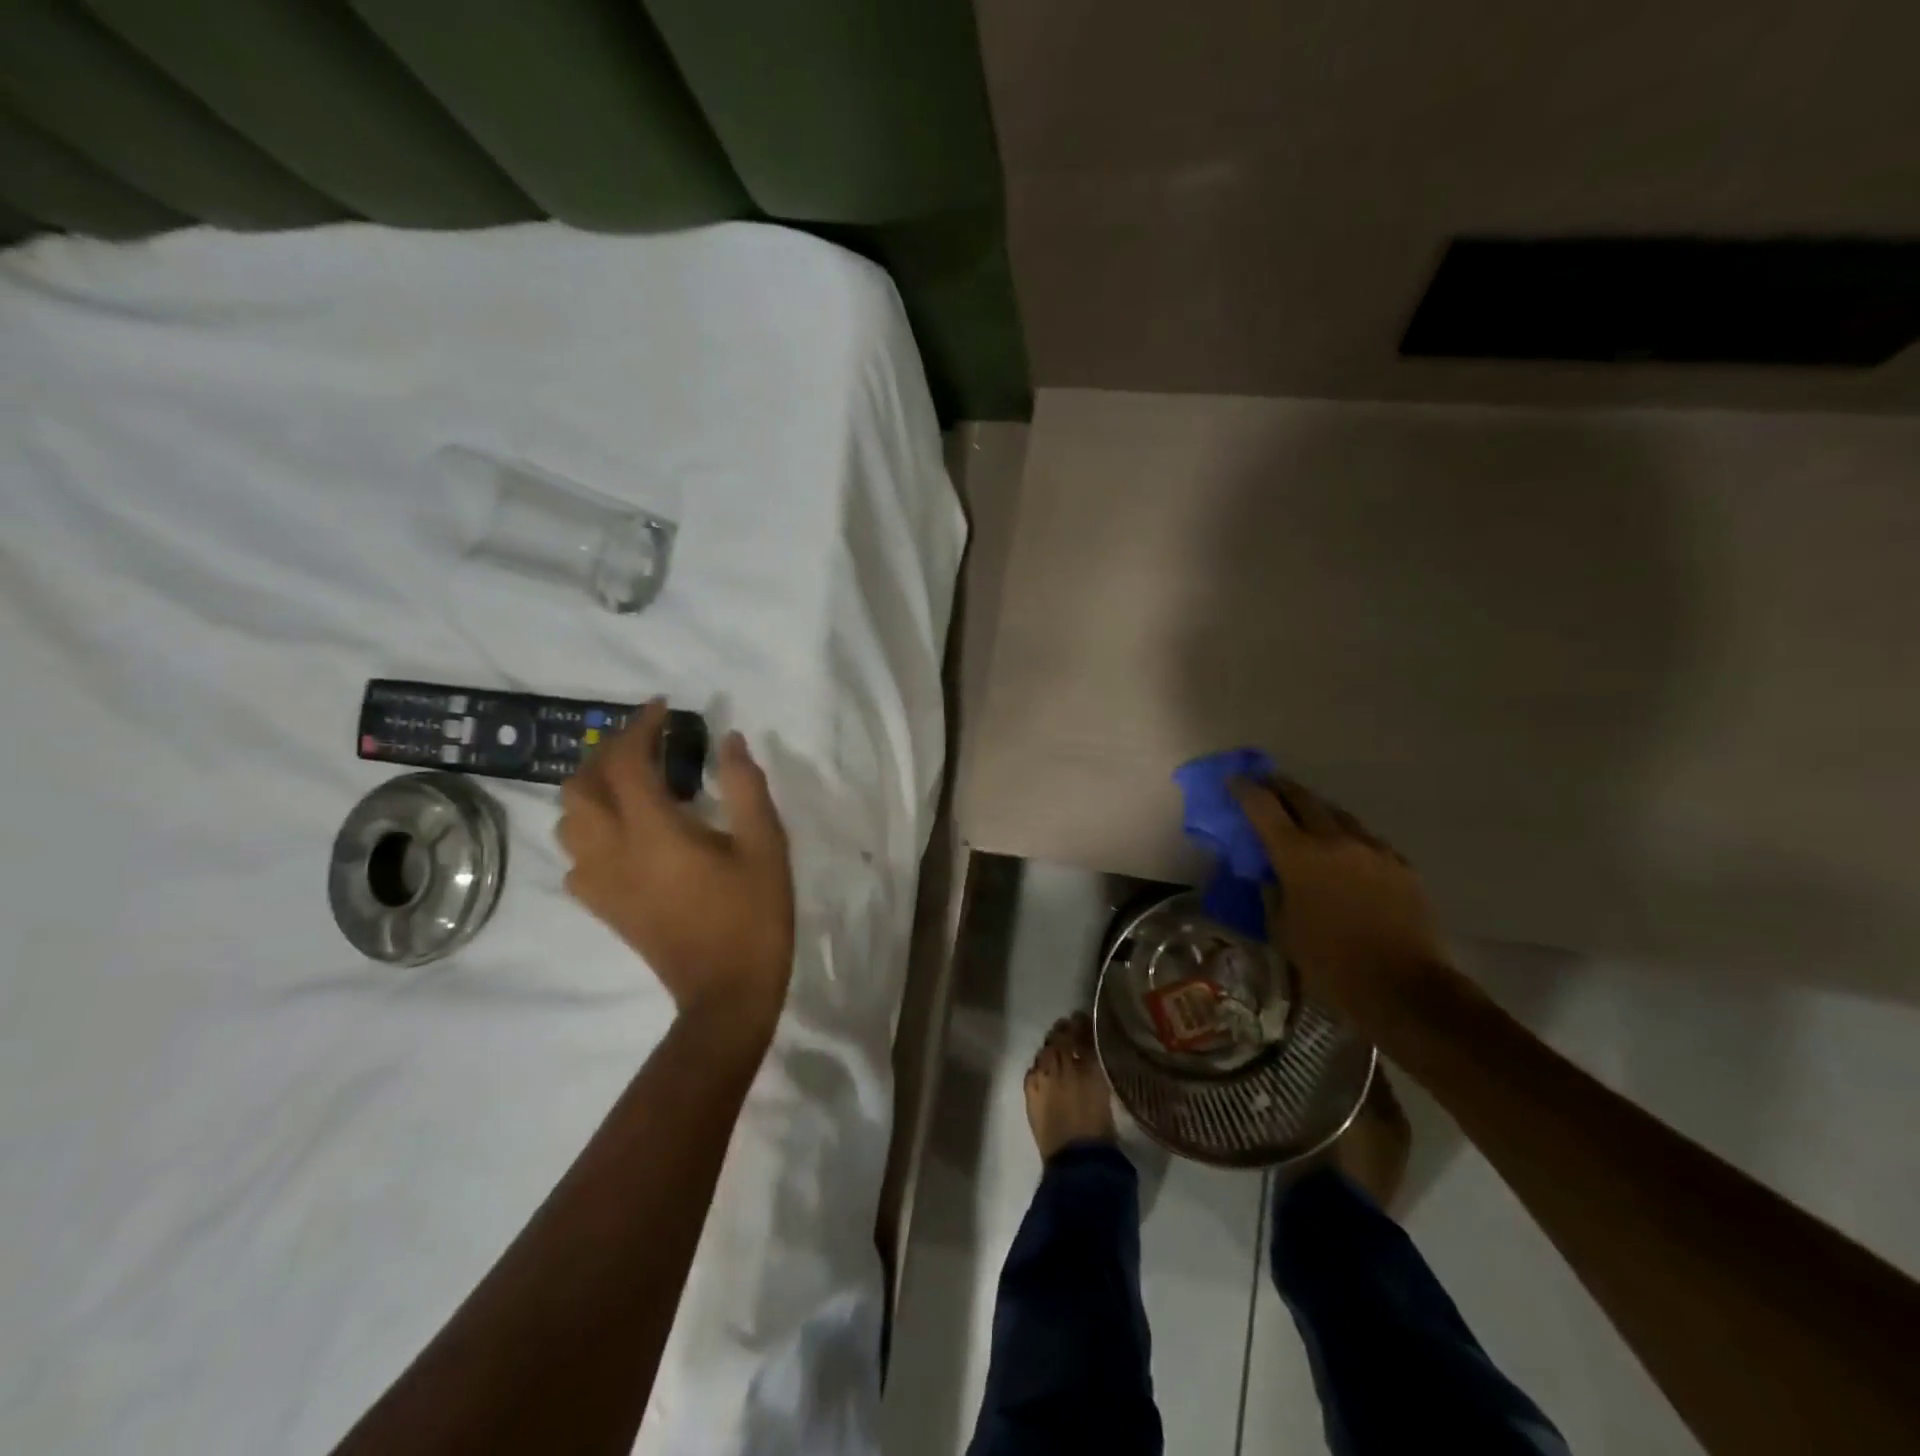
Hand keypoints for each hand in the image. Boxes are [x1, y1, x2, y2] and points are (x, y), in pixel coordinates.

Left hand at [557, 701, 794, 1025]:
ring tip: (632, 782)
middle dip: (608, 753)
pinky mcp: (602, 905)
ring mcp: (600, 882)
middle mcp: (613, 850)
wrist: (726, 992)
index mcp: (654, 831)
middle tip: (647, 745)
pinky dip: (591, 830)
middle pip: (581, 785)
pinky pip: (574, 855)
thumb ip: (745, 787)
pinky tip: (624, 834)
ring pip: (569, 819)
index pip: (626, 762)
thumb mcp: (766, 845)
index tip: (662, 709)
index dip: (640, 727)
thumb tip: (729, 741)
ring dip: (592, 788)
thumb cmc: (753, 915)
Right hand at [1229, 774, 1448, 1017]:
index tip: (1234, 780)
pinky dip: (1347, 837)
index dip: (1245, 790)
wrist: (1405, 987)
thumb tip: (1270, 873)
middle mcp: (1335, 840)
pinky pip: (1366, 839)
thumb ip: (1273, 892)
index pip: (1264, 808)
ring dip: (1316, 810)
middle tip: (1267, 784)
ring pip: (1338, 814)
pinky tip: (1345, 852)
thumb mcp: (1283, 929)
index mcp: (1298, 855)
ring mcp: (1373, 849)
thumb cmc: (1330, 963)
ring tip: (1304, 815)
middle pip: (1303, 798)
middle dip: (1281, 788)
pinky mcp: (1400, 865)